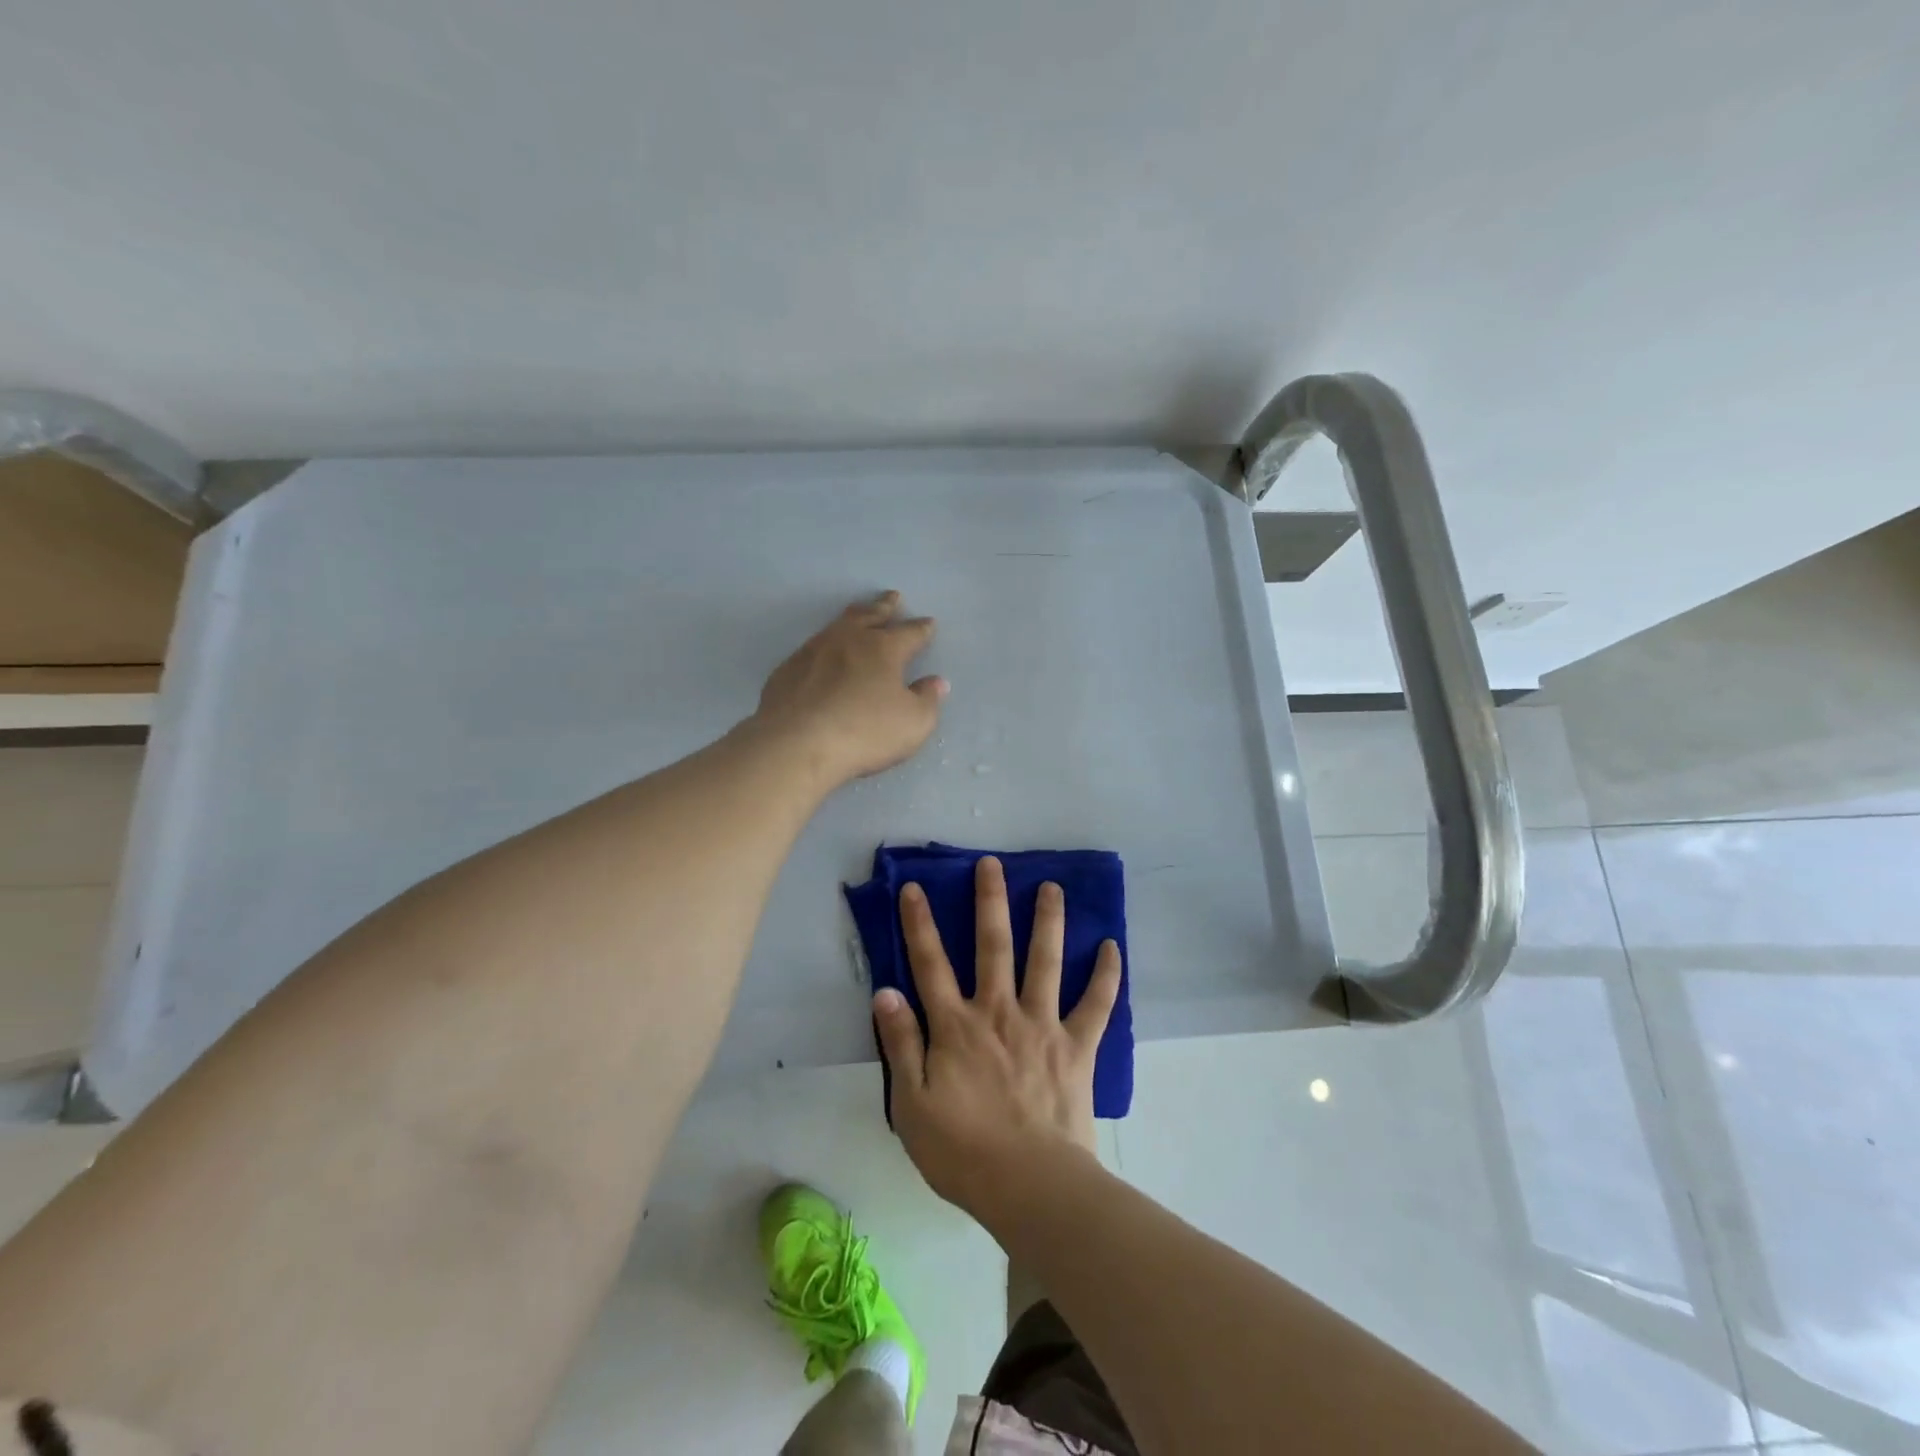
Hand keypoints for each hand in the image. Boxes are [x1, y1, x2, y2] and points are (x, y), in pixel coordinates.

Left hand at [752, 592, 946, 785]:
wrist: (795, 744)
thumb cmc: (863, 732)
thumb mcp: (913, 724)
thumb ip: (927, 700)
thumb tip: (935, 681)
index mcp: (884, 649)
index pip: (910, 633)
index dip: (922, 628)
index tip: (929, 622)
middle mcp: (849, 640)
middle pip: (871, 615)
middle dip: (885, 606)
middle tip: (893, 596)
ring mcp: (814, 650)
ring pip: (839, 624)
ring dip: (855, 615)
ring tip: (860, 611)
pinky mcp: (788, 668)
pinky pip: (814, 646)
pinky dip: (827, 643)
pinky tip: (825, 650)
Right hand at [874, 855, 1122, 1217]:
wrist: (1030, 1185)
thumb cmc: (962, 1151)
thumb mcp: (911, 1104)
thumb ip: (900, 1044)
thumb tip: (886, 991)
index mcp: (956, 1026)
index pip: (930, 964)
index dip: (919, 924)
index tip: (914, 887)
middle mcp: (999, 1011)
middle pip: (993, 945)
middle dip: (990, 901)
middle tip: (993, 864)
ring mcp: (1042, 1025)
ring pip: (1045, 960)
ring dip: (1048, 920)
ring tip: (1052, 887)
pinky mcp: (1077, 1046)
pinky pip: (1096, 1004)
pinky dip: (1106, 975)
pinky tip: (1112, 946)